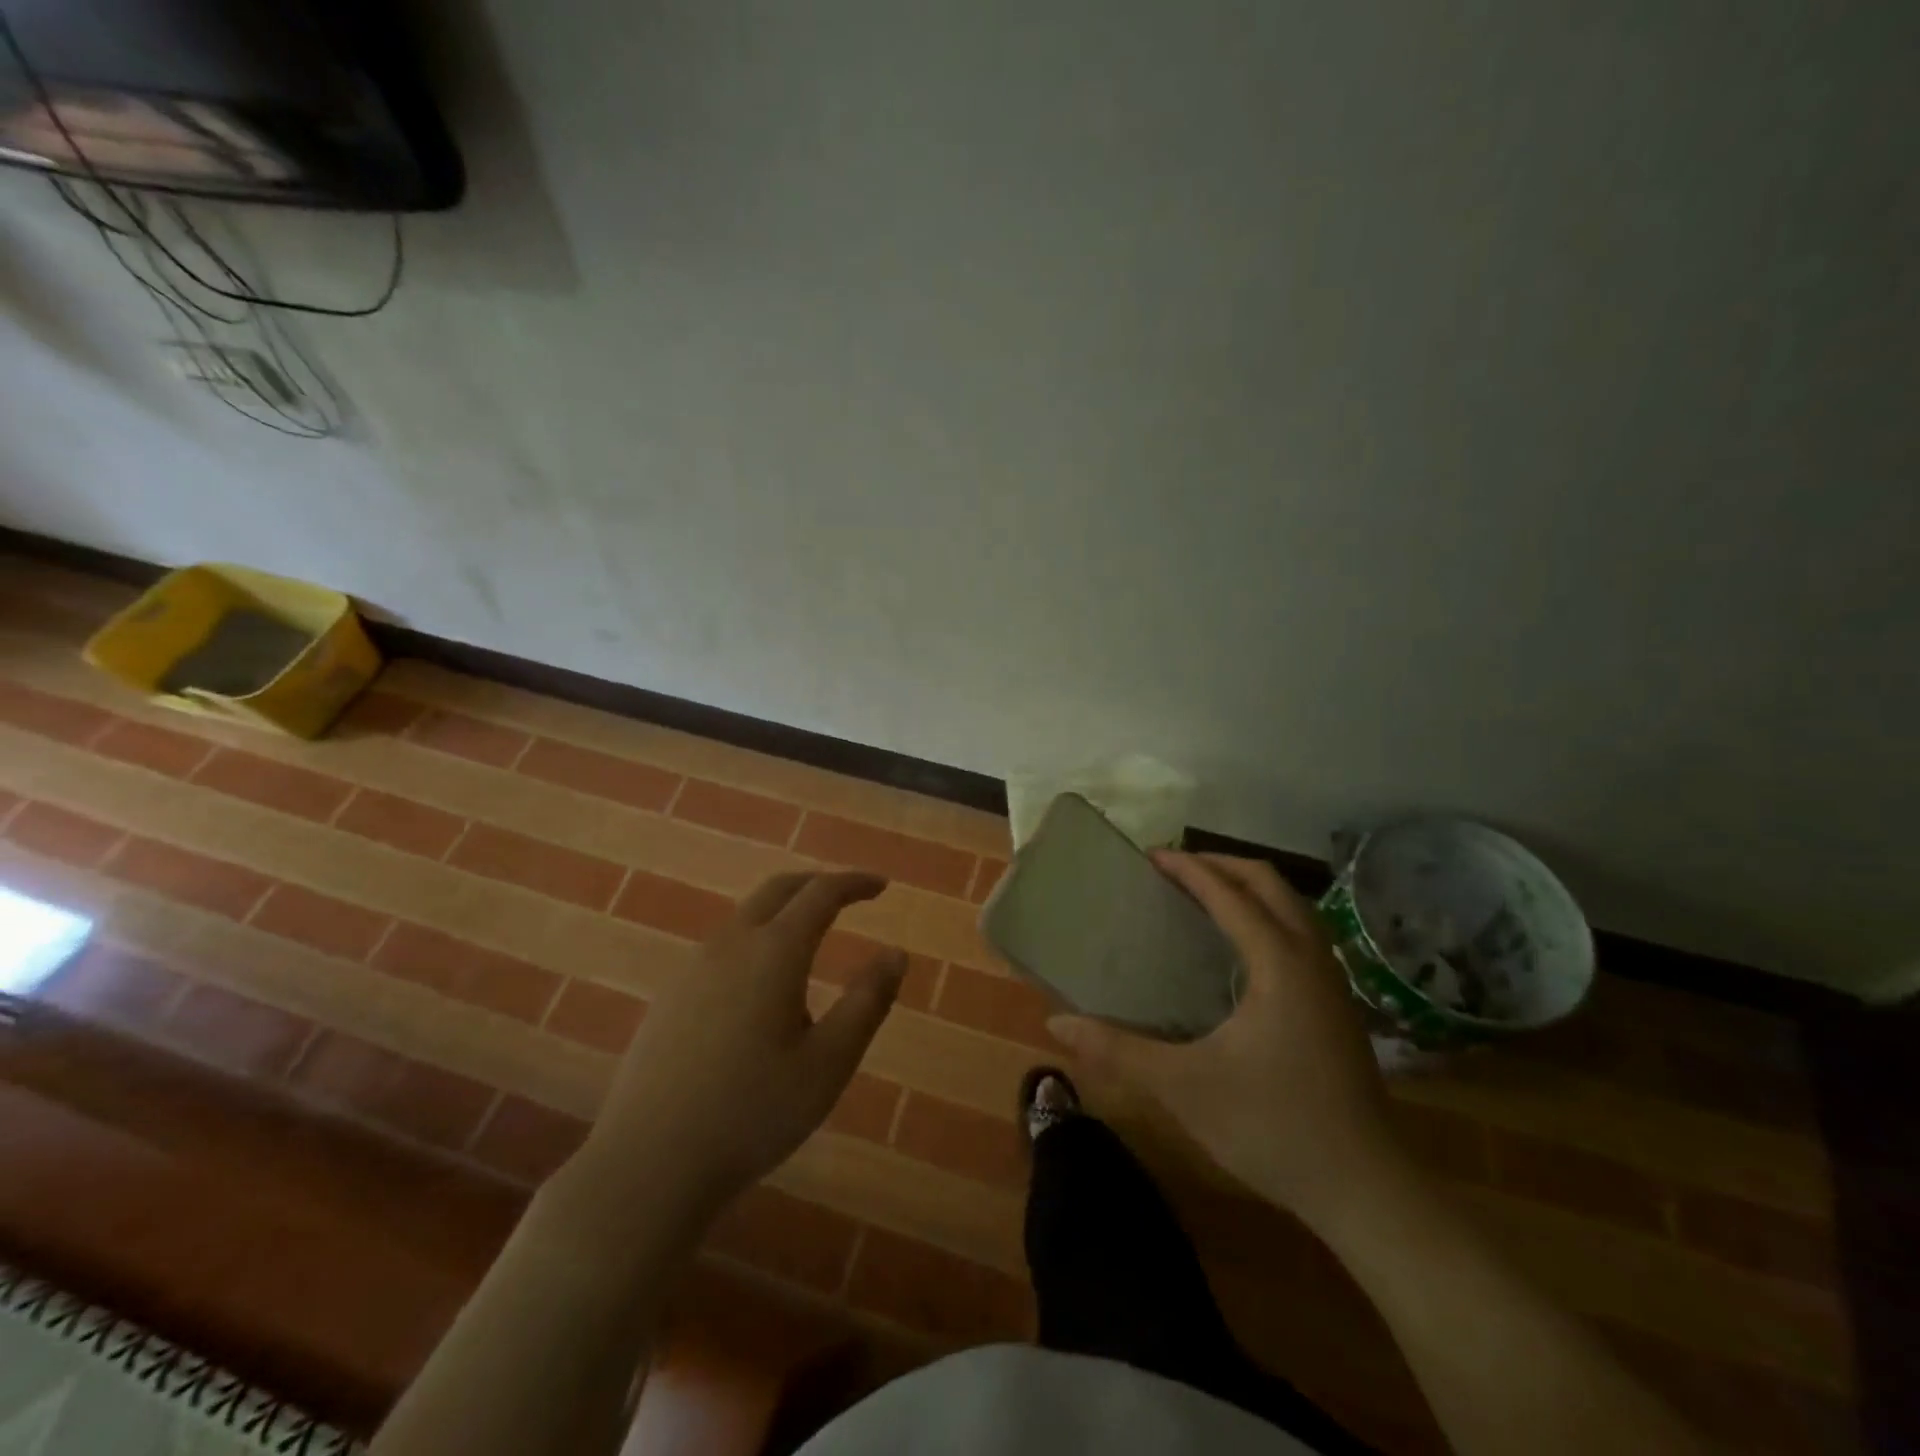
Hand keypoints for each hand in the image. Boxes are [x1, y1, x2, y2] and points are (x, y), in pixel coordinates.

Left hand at [578, 871, 904, 1214]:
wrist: (648, 1162)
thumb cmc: (752, 1111)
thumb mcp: (829, 1063)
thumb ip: (867, 1002)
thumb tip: (896, 954)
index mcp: (774, 951)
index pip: (821, 893)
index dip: (854, 883)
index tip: (881, 886)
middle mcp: (731, 944)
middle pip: (778, 890)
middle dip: (817, 884)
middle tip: (848, 895)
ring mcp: (693, 967)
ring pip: (747, 917)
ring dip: (784, 912)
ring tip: (811, 944)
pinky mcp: (670, 995)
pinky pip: (724, 946)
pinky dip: (756, 940)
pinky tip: (761, 989)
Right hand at [1049, 852, 1402, 1227]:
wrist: (1366, 1190)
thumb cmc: (1272, 1128)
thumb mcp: (1183, 1087)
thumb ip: (1118, 1050)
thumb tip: (1057, 1024)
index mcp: (1278, 964)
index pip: (1230, 894)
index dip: (1189, 869)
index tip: (1150, 856)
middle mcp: (1311, 959)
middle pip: (1270, 883)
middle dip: (1221, 865)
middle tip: (1174, 868)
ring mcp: (1332, 982)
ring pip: (1293, 906)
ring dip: (1248, 888)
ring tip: (1203, 895)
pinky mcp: (1338, 1006)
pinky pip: (1301, 933)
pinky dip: (1267, 915)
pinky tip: (1240, 948)